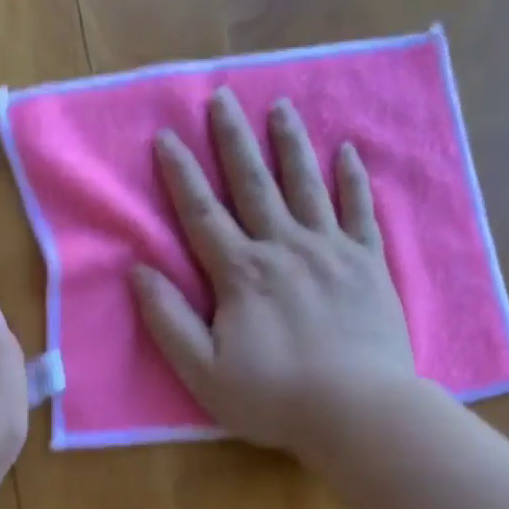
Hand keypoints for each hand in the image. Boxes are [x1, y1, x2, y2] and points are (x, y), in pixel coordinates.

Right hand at [132, 89, 418, 462]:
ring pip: (306, 185)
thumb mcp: (203, 372)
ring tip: (280, 107)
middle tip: (223, 96)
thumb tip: (139, 270)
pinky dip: (353, 179)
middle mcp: (284, 248)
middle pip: (253, 184)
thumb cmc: (275, 397)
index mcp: (241, 273)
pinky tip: (347, 151)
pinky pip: (359, 211)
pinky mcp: (369, 264)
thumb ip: (168, 320)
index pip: (202, 213)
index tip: (167, 135)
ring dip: (290, 144)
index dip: (181, 173)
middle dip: (233, 139)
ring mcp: (331, 251)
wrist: (361, 412)